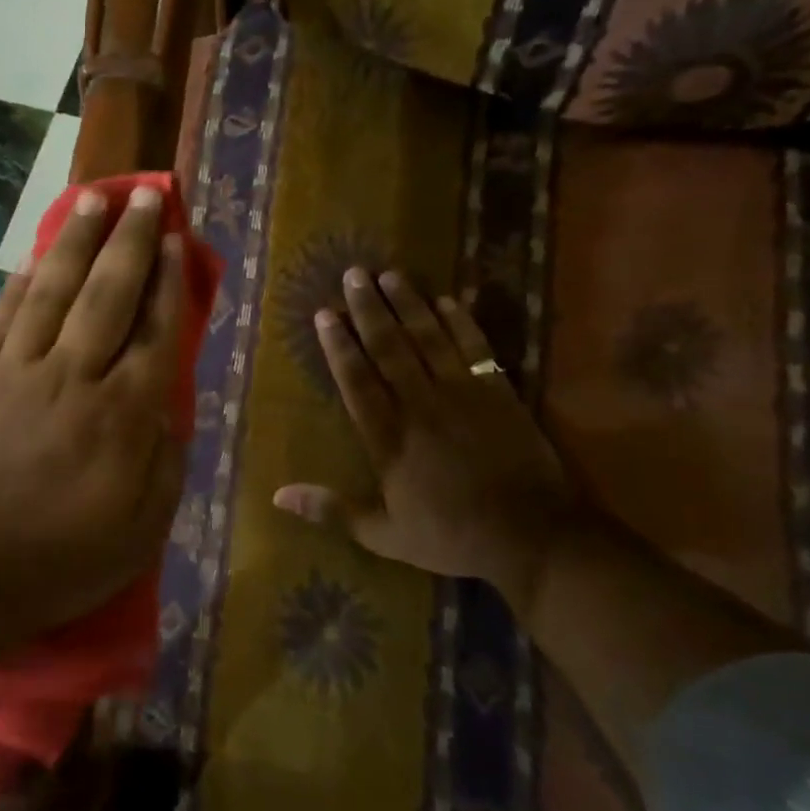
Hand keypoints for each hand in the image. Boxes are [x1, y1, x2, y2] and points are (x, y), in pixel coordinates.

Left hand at [0, 184, 187, 643]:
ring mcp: (19, 372)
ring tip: (95, 200)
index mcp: (121, 415)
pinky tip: (35, 257)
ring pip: (53, 291)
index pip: (156, 332)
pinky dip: (22, 283)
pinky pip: (4, 318)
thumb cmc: (61, 559)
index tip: (178, 242)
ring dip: (76, 241)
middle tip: (147, 196)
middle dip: (131, 241)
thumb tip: (169, 409)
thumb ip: (165, 462)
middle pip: (108, 294)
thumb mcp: (141, 530)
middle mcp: (73, 377)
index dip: (171, 283)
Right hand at [273, 268, 582, 613]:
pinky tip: (447, 299)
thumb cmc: (451, 536)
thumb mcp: (383, 534)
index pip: (356, 380)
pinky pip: (475, 348)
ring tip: (390, 274)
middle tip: (353, 274)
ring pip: (429, 338)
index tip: (324, 313)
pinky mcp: (498, 392)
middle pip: (389, 348)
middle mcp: (420, 405)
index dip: (338, 345)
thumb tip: (276, 495)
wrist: (533, 536)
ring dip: (408, 304)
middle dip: (368, 309)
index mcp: (389, 438)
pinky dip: (461, 322)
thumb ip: (331, 510)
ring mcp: (462, 394)